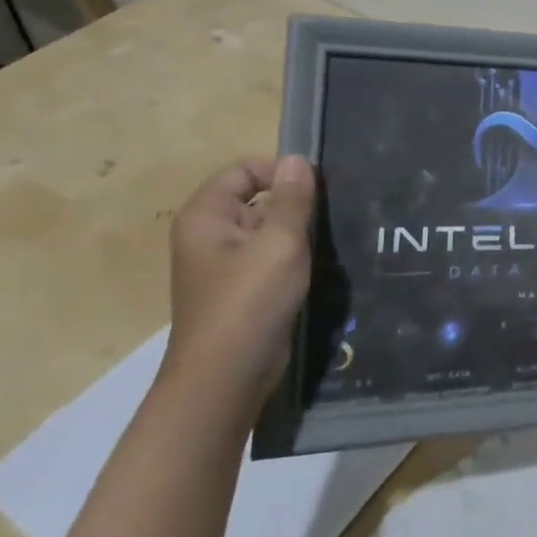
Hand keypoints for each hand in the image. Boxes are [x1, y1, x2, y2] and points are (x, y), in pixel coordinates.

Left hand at [162, 156, 316, 416]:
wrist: (226, 378)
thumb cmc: (249, 302)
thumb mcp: (280, 243)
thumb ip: (292, 199)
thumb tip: (297, 159)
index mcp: (205, 216)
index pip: (244, 170)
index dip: (280, 172)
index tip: (317, 189)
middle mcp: (208, 234)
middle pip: (256, 197)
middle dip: (293, 203)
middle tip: (331, 215)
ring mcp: (223, 263)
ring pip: (266, 229)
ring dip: (297, 232)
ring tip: (329, 240)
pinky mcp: (240, 288)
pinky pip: (268, 256)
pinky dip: (292, 256)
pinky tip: (318, 265)